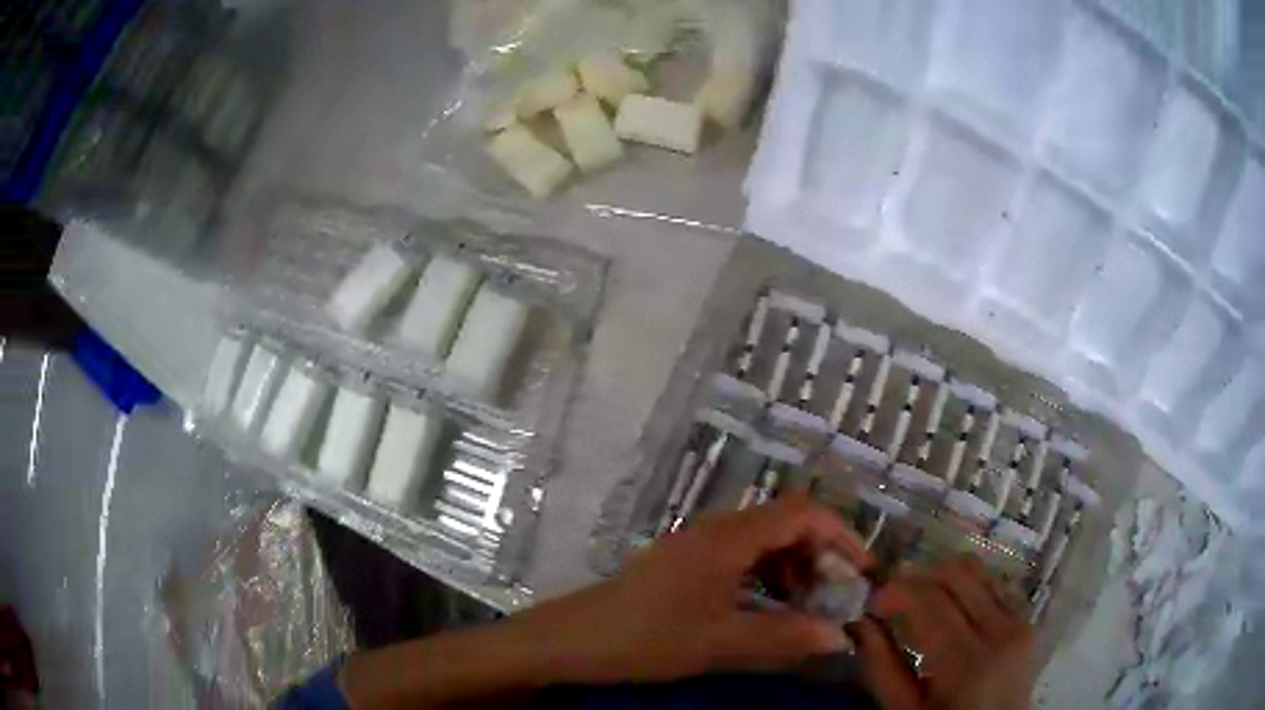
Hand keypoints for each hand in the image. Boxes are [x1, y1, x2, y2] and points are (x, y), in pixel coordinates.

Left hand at [514, 493, 871, 682]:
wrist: (575, 639)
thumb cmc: (649, 636)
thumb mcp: (722, 641)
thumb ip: (786, 637)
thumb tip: (841, 636)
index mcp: (729, 537)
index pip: (803, 512)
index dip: (841, 535)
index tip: (863, 570)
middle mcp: (717, 531)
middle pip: (785, 525)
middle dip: (820, 557)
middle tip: (836, 598)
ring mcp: (698, 546)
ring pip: (763, 544)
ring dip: (793, 571)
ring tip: (809, 609)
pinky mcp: (685, 565)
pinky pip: (740, 561)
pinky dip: (766, 580)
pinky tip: (770, 611)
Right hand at [850, 555, 1034, 709]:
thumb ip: (881, 668)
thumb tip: (859, 623)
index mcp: (964, 661)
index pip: (926, 600)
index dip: (892, 592)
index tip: (868, 605)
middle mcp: (998, 630)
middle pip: (953, 574)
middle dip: (914, 578)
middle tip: (890, 600)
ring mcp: (1017, 620)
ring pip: (975, 569)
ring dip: (940, 576)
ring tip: (917, 600)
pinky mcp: (1025, 618)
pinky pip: (994, 581)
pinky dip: (965, 584)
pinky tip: (949, 606)